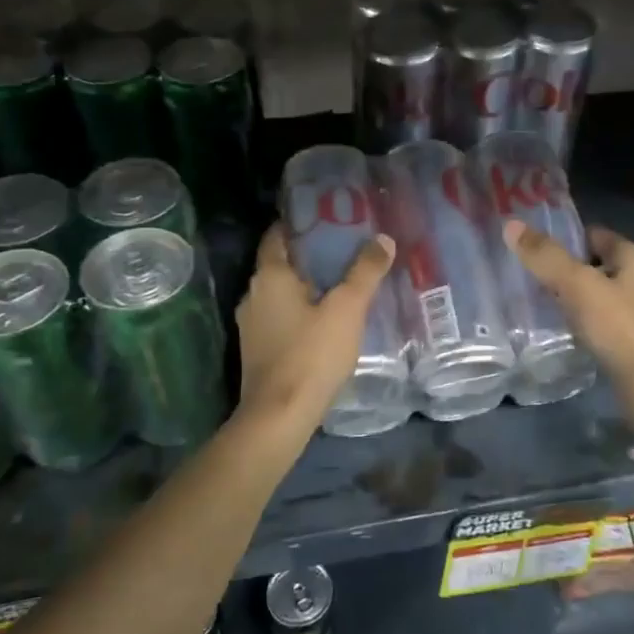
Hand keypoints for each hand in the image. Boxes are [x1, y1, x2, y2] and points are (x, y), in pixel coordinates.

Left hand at [236, 224, 396, 434]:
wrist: (279, 416)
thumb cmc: (312, 354)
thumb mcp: (347, 309)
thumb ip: (365, 272)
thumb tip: (382, 239)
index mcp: (269, 276)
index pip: (277, 235)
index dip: (299, 223)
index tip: (328, 217)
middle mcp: (252, 294)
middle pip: (281, 263)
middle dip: (310, 255)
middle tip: (345, 249)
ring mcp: (251, 324)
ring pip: (281, 293)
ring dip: (306, 285)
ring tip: (341, 283)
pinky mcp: (257, 349)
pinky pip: (280, 317)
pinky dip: (300, 310)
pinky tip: (325, 319)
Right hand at [502, 220, 633, 433]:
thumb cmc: (618, 325)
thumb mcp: (577, 284)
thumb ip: (545, 256)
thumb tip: (511, 224)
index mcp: (630, 256)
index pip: (590, 233)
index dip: (561, 236)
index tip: (527, 243)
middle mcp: (633, 278)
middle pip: (588, 263)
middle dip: (558, 266)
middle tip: (520, 270)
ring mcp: (629, 310)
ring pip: (588, 293)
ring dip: (563, 295)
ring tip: (527, 297)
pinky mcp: (621, 339)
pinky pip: (590, 319)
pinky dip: (571, 319)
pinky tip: (549, 326)